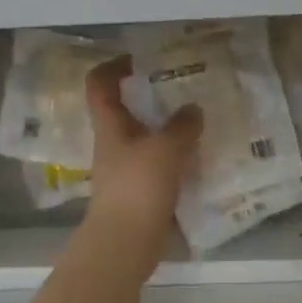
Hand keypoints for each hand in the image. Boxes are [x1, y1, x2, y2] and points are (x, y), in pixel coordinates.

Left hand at [83, 56, 201, 246]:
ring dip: (169, 129)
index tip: (139, 58)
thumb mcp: (165, 149)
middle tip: (184, 89)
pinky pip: (160, 166)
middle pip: (126, 112)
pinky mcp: (141, 193)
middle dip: (151, 98)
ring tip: (200, 121)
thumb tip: (193, 108)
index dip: (113, 66)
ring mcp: (126, 171)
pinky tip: (201, 158)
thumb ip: (181, 125)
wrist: (125, 244)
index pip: (99, 85)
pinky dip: (178, 159)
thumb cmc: (138, 188)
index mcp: (110, 127)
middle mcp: (114, 145)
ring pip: (146, 139)